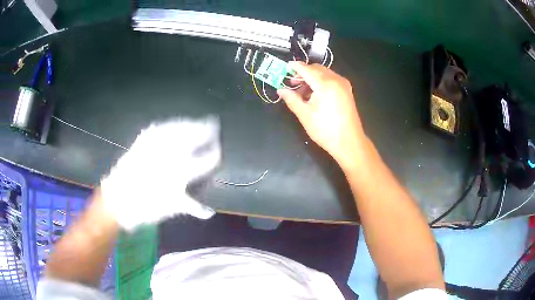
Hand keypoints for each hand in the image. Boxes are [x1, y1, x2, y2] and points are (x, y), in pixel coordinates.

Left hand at [100, 117, 220, 230]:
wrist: (117, 200)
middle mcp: (170, 155)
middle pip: (193, 137)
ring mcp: (156, 145)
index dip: (214, 155)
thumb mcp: (171, 209)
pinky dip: (171, 124)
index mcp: (180, 173)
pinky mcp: (143, 141)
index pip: (205, 161)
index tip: (219, 151)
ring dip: (191, 123)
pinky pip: (161, 128)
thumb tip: (209, 212)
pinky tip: (175, 123)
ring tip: (199, 121)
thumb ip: (192, 207)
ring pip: (179, 128)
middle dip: (207, 130)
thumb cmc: (146, 207)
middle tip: (214, 126)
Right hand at [277, 62, 365, 168]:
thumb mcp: (305, 115)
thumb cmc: (325, 129)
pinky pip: (331, 80)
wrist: (349, 142)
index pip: (306, 69)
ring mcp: (343, 85)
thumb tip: (281, 90)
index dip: (295, 67)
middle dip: (303, 73)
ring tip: (302, 92)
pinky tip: (315, 94)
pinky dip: (321, 82)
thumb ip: (292, 99)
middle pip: (316, 69)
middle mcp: (336, 80)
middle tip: (292, 83)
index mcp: (325, 84)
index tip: (285, 66)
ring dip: (312, 78)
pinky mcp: (347, 91)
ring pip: (324, 74)